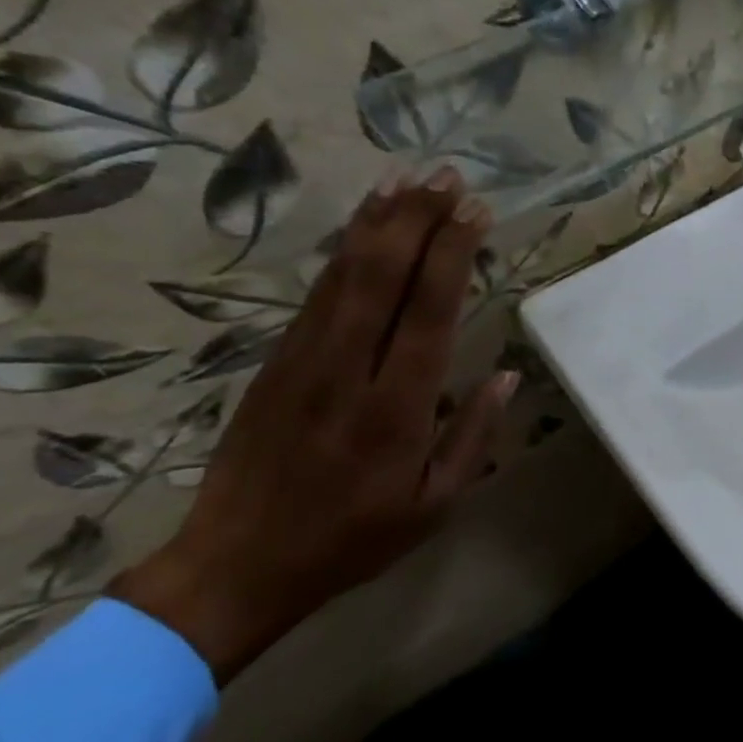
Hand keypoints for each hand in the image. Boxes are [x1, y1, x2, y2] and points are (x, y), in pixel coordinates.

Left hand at [110, 168, 518, 681]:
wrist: (235, 565)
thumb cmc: (352, 539)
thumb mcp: (434, 505)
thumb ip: (473, 436)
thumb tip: (507, 374)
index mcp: (395, 411)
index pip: (428, 314)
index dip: (452, 256)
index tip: (475, 212)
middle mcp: (347, 372)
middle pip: (382, 277)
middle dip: (417, 220)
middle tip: (446, 176)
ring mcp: (303, 362)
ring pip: (343, 276)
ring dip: (378, 223)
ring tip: (408, 179)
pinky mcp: (276, 362)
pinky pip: (317, 295)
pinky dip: (344, 252)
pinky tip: (363, 226)